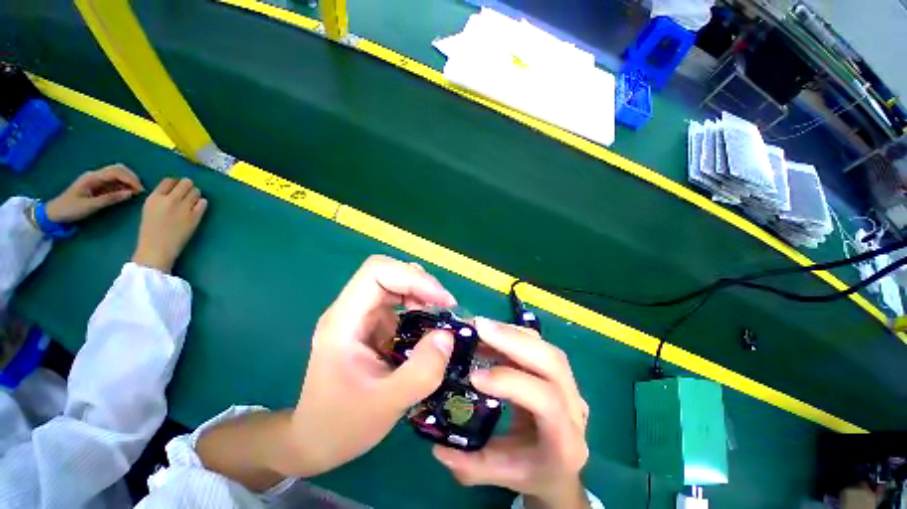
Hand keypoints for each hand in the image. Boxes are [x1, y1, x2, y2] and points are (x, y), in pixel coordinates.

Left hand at [45, 164, 143, 222]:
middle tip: (140, 190)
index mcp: (93, 177)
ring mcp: (96, 179)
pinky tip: (127, 192)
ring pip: (117, 174)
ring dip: (128, 180)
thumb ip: (110, 198)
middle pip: (118, 169)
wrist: (55, 212)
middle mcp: (95, 175)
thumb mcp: (90, 206)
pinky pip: (113, 181)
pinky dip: (123, 185)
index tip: (140, 190)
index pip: (116, 172)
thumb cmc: (71, 209)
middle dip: (131, 178)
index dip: (130, 179)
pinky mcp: (97, 185)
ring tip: (136, 192)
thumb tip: (130, 193)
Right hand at [131, 177, 207, 273]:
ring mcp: (184, 207)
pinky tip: (197, 207)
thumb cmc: (150, 231)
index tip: (177, 188)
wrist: (157, 249)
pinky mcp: (195, 216)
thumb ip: (160, 198)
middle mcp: (170, 199)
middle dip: (188, 186)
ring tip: (192, 201)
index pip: (169, 180)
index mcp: (155, 197)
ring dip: (196, 194)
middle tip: (188, 193)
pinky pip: (203, 203)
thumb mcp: (149, 209)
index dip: (175, 183)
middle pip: (186, 183)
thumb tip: (174, 190)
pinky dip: (202, 203)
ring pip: (196, 191)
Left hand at [279, 255, 457, 477]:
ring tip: (439, 314)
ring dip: (420, 292)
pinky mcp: (370, 325)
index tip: (441, 301)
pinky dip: (417, 304)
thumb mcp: (386, 405)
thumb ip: (421, 372)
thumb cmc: (342, 424)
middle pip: (386, 272)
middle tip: (445, 307)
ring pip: (393, 283)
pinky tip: (427, 324)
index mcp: (344, 321)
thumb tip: (447, 335)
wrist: (315, 440)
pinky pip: (397, 301)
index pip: (376, 271)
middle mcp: (350, 310)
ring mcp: (359, 316)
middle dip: (420, 283)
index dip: (413, 278)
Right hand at [433, 318, 590, 508]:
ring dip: (512, 333)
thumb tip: (438, 446)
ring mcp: (569, 384)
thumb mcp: (503, 475)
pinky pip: (538, 344)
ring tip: (481, 326)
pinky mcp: (557, 370)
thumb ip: (472, 467)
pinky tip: (492, 333)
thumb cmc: (534, 472)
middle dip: (514, 340)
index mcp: (566, 441)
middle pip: (552, 362)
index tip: (475, 376)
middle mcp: (575, 407)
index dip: (511, 382)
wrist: (562, 465)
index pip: (546, 402)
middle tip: (479, 327)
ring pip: (546, 348)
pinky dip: (514, 334)